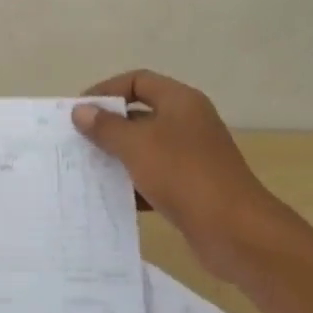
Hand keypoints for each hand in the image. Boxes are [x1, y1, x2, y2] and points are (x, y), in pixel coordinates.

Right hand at [71, 70, 291, 270]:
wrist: (235, 231)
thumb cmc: (183, 175)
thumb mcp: (136, 145)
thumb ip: (105, 127)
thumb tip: (81, 111)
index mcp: (180, 102)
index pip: (138, 81)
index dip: (107, 90)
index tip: (80, 111)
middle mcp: (188, 123)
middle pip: (140, 115)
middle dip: (108, 127)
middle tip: (77, 141)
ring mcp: (192, 156)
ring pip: (145, 148)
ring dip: (117, 157)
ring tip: (86, 169)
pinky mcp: (191, 187)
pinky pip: (154, 177)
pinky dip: (133, 184)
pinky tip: (110, 196)